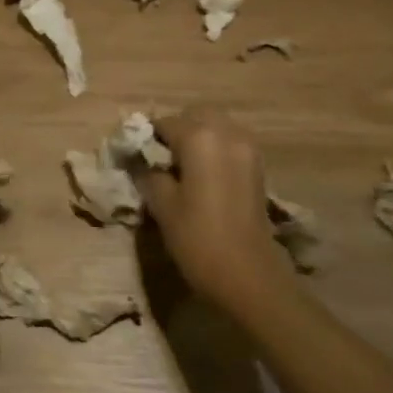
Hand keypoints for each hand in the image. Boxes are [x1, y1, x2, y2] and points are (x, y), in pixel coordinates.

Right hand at [139, 109, 283, 305]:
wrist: (249, 276)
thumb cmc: (198, 239)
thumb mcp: (162, 205)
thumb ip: (147, 174)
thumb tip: (138, 161)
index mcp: (199, 137)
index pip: (164, 123)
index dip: (146, 138)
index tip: (135, 156)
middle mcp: (226, 133)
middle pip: (195, 116)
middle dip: (176, 130)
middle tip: (159, 159)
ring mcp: (247, 149)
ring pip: (216, 127)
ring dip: (197, 138)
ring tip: (181, 168)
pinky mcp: (257, 168)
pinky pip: (230, 144)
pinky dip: (214, 150)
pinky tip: (203, 177)